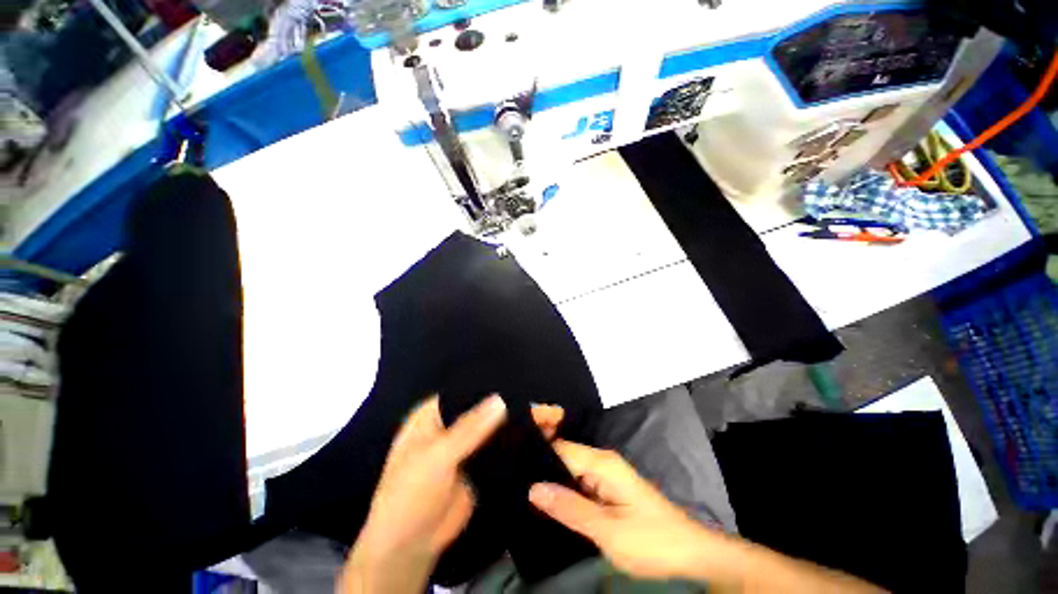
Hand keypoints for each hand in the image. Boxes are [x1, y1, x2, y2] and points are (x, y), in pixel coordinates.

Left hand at [340, 397, 565, 592]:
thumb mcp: (435, 459)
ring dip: (521, 424)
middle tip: (547, 407)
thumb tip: (501, 400)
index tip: (524, 384)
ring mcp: (468, 446)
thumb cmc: (410, 495)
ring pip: (498, 428)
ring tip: (554, 419)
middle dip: (516, 406)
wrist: (410, 546)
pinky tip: (543, 437)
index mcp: (434, 414)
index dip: (495, 386)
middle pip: (488, 410)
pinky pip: (502, 449)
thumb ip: (468, 430)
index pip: (468, 391)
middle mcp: (453, 424)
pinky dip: (520, 443)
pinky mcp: (480, 465)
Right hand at [528, 440, 729, 581]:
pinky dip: (565, 491)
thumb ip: (569, 507)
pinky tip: (548, 503)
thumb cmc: (651, 541)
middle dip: (541, 467)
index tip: (511, 461)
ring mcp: (606, 476)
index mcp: (602, 463)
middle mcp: (602, 463)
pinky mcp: (609, 490)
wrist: (691, 554)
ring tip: (522, 490)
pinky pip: (580, 484)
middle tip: (513, 480)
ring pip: (571, 472)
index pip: (561, 447)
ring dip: (552, 481)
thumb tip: (533, 488)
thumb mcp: (607, 530)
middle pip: (564, 456)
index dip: (537, 452)